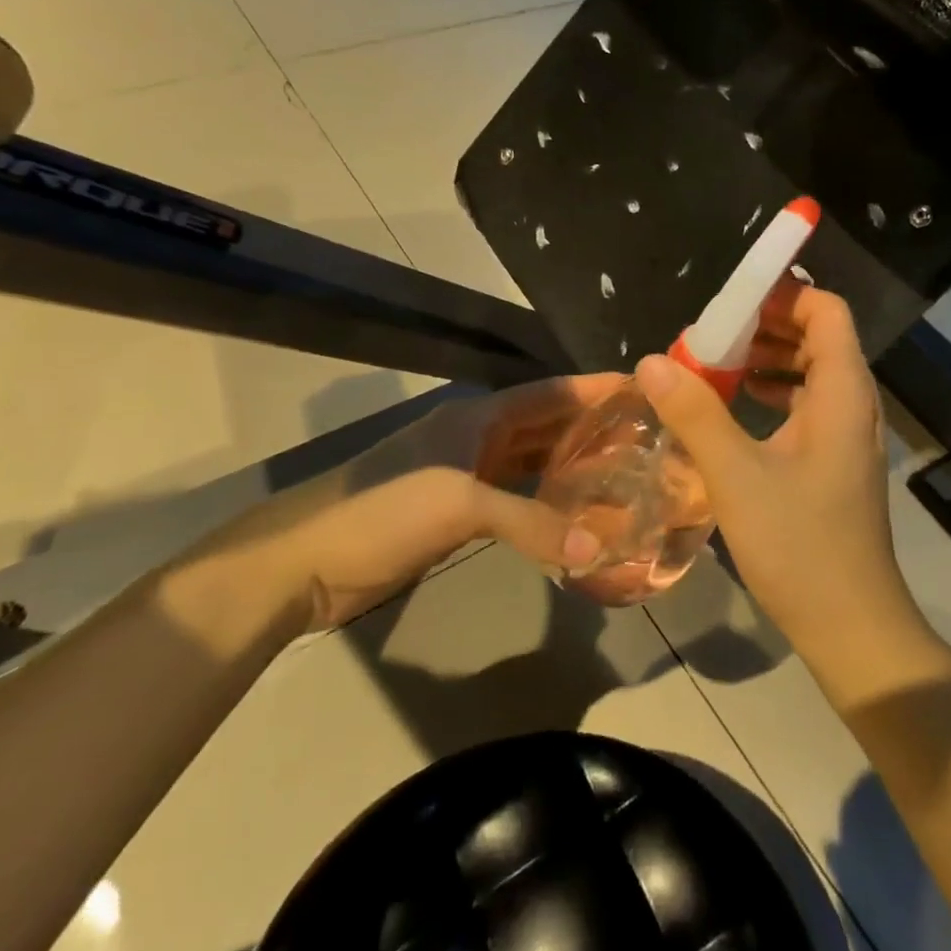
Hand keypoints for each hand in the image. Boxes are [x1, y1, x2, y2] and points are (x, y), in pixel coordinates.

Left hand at [181, 376, 618, 632]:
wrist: (304, 562)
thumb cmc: (382, 511)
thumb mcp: (460, 506)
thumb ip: (531, 522)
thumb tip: (597, 549)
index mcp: (478, 417)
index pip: (550, 393)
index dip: (595, 388)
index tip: (642, 388)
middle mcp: (477, 438)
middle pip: (546, 425)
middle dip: (592, 428)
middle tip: (646, 438)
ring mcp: (466, 476)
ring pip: (533, 463)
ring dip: (572, 467)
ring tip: (623, 476)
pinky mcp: (458, 514)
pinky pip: (517, 499)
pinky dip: (546, 504)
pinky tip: (575, 517)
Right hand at [634, 284, 925, 661]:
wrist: (850, 624)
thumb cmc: (799, 545)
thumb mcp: (737, 476)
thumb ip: (695, 413)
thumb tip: (652, 361)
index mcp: (843, 393)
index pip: (826, 312)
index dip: (783, 296)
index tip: (730, 303)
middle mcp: (854, 405)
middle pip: (818, 338)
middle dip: (766, 327)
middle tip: (711, 336)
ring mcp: (847, 436)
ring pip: (812, 374)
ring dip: (767, 362)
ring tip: (715, 366)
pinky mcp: (835, 464)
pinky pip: (807, 407)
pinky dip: (773, 395)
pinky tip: (735, 410)